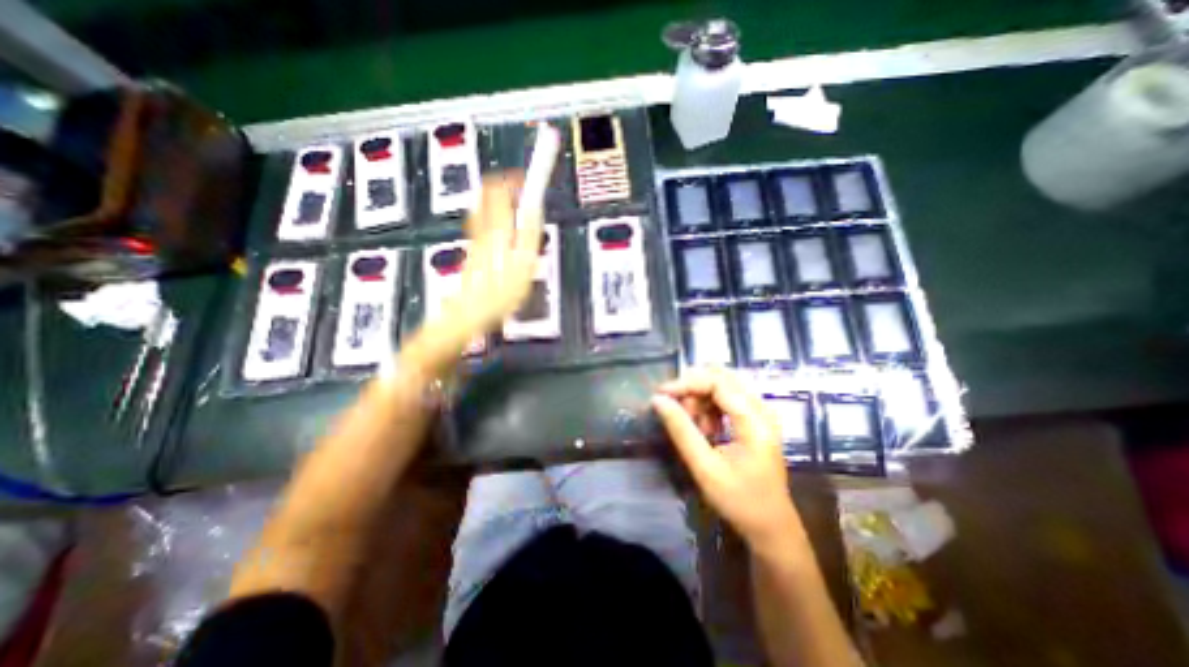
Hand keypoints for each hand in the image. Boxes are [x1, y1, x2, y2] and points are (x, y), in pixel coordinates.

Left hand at [427, 175, 542, 353]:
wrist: (471, 312)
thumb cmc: (500, 292)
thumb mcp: (524, 264)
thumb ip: (530, 233)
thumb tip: (533, 206)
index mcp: (498, 230)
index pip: (500, 189)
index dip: (514, 178)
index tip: (529, 177)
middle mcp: (483, 229)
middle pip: (487, 193)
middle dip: (505, 185)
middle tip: (523, 190)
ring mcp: (475, 238)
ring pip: (482, 205)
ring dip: (498, 198)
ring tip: (516, 205)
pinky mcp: (473, 249)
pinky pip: (480, 221)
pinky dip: (492, 214)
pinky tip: (502, 225)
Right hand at [650, 367, 807, 548]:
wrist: (772, 527)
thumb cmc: (740, 501)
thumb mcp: (705, 468)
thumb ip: (681, 430)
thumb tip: (657, 400)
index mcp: (755, 421)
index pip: (718, 382)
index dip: (687, 383)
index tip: (661, 394)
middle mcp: (761, 408)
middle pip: (722, 377)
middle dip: (693, 387)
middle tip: (676, 409)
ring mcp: (760, 412)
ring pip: (723, 385)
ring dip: (700, 398)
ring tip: (691, 425)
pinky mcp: (754, 419)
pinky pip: (726, 398)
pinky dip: (708, 407)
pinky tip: (704, 429)